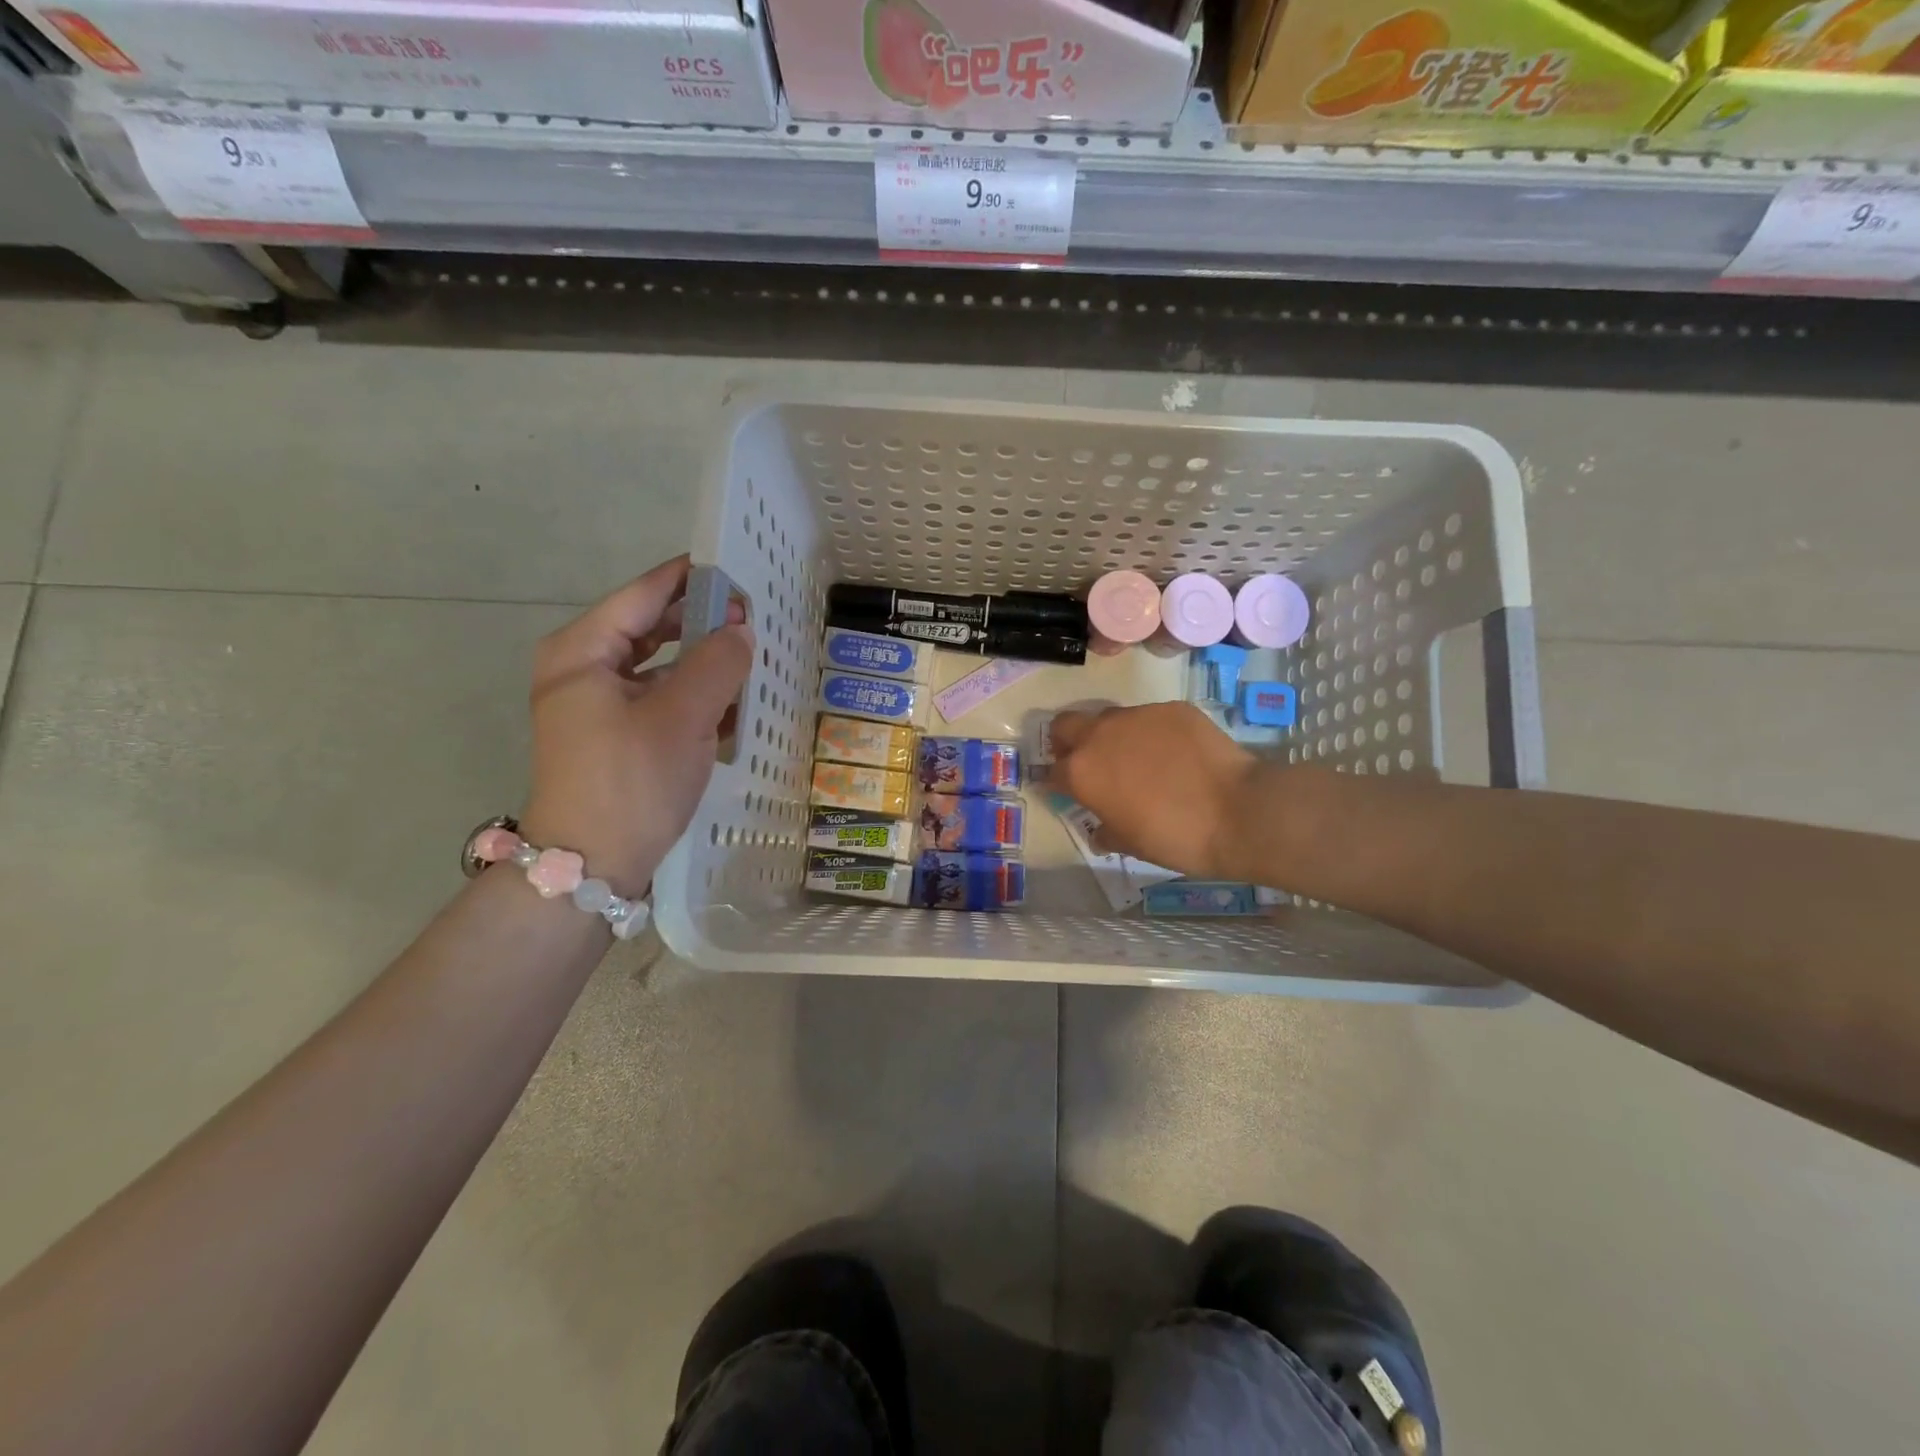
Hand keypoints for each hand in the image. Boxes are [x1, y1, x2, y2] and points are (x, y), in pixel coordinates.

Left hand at [520, 557, 752, 895]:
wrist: (592, 865)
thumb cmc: (632, 780)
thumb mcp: (683, 716)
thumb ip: (718, 663)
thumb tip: (741, 630)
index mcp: (583, 651)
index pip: (644, 595)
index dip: (693, 579)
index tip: (739, 570)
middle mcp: (584, 669)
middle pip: (652, 628)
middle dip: (704, 623)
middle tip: (754, 619)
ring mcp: (597, 705)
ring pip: (660, 666)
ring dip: (704, 663)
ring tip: (752, 659)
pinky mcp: (616, 736)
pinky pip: (661, 699)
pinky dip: (695, 697)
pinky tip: (734, 704)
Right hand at [1050, 702, 1257, 880]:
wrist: (1238, 812)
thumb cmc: (1175, 838)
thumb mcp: (1131, 844)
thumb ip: (1106, 831)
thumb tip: (1100, 829)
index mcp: (1082, 772)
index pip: (1052, 771)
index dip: (1057, 782)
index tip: (1068, 792)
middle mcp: (1101, 735)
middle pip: (1066, 725)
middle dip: (1069, 741)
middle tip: (1089, 763)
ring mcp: (1138, 715)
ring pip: (1110, 718)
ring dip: (1113, 736)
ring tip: (1139, 759)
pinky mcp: (1172, 708)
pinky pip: (1151, 717)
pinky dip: (1153, 733)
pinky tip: (1176, 754)